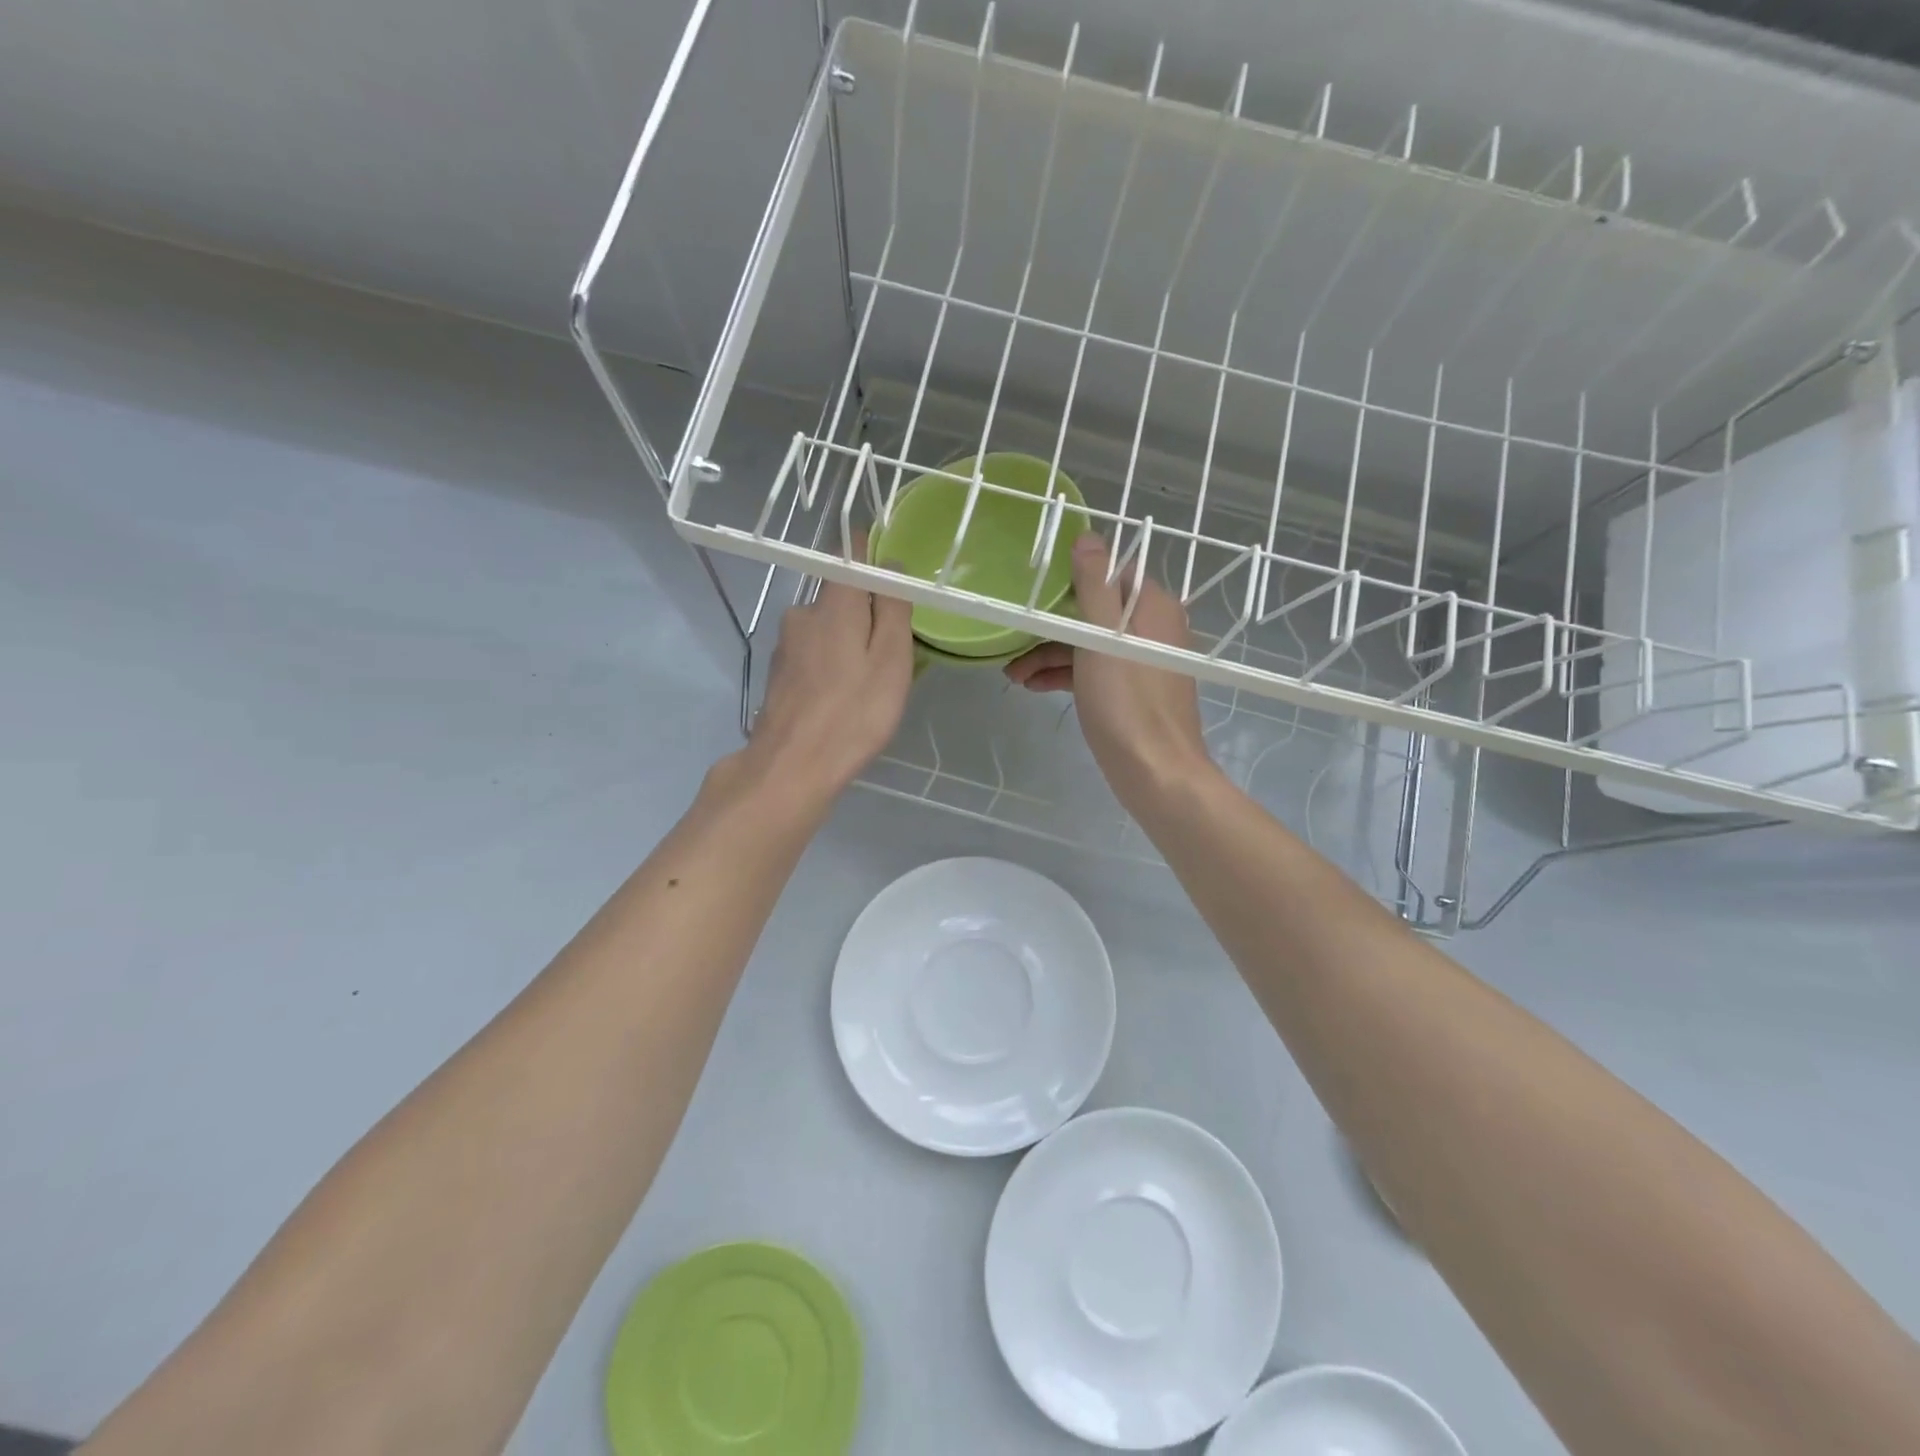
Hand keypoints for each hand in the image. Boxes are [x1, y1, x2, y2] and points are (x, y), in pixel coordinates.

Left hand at [737, 554, 914, 806]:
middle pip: (840, 596)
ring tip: (869, 683)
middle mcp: (802, 613)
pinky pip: (813, 653)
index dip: (872, 553)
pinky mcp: (779, 673)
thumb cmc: (854, 713)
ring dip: (849, 643)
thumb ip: (893, 606)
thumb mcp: (891, 659)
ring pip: (826, 627)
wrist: (792, 767)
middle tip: (893, 652)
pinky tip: (842, 698)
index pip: (849, 553)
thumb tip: (890, 562)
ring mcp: (786, 645)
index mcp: (833, 603)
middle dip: (867, 612)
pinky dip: (831, 665)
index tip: (894, 577)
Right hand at [1005, 534, 1212, 805]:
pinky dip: (1064, 674)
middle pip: (1094, 611)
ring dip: (1050, 654)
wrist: (1155, 772)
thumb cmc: (1128, 701)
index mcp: (1152, 607)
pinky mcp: (1130, 692)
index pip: (1111, 573)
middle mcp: (1151, 629)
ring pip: (1089, 644)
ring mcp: (1141, 662)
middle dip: (1051, 625)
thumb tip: (1088, 538)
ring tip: (1012, 674)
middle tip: (1013, 638)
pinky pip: (1093, 671)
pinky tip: (1033, 685)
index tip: (1036, 589)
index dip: (1072, 578)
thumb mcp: (1104, 637)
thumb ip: (1095, 585)